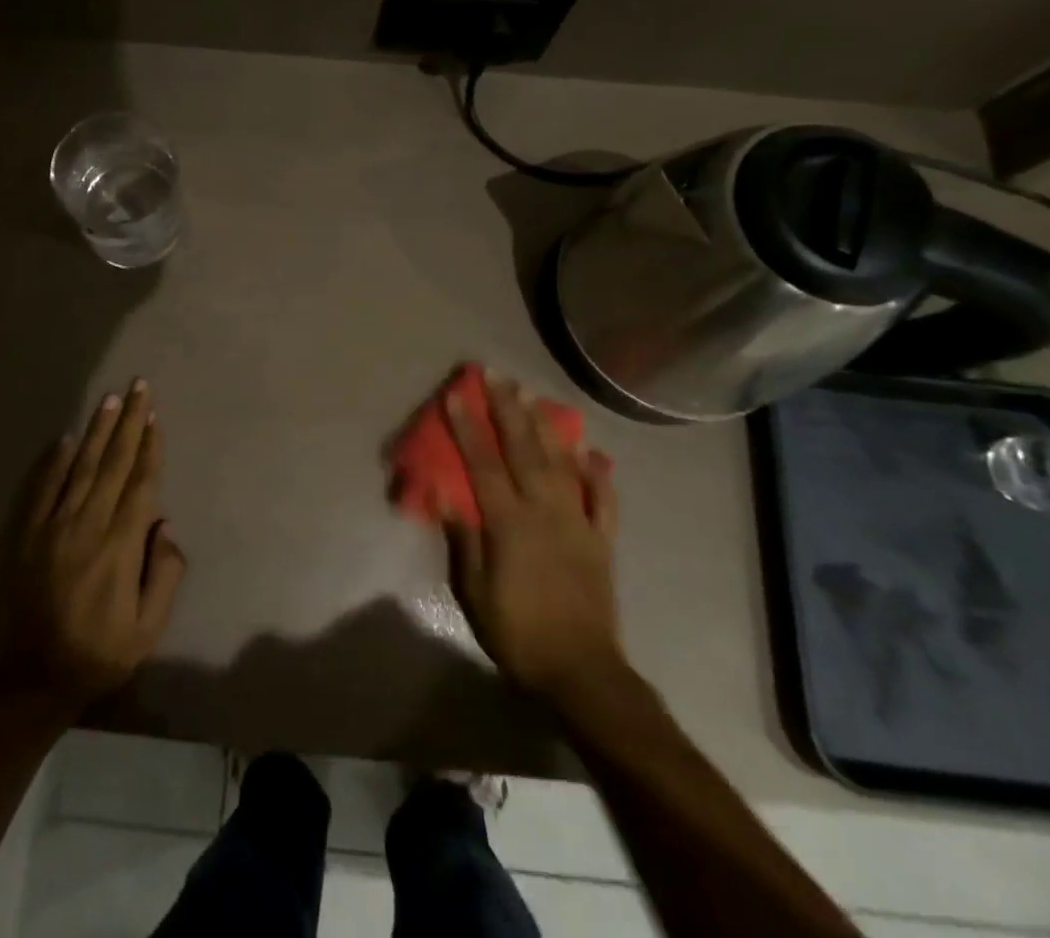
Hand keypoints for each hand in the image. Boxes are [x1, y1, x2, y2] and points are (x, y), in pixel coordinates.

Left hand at [0, 379, 186, 712]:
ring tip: (110, 399)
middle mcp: (88, 525)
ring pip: (81, 467)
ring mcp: (54, 527)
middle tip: (137, 387)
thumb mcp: (149, 628)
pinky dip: (56, 461)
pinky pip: (44, 488)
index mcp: (120, 546)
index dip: (149, 448)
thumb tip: (165, 526)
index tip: (155, 417)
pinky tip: (67, 438)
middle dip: (128, 423)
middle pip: (113, 463)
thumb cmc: (100, 652)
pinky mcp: (29, 535)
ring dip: (97, 431)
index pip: (140, 484)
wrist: (33, 678)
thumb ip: (165, 574)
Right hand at [444, 372, 623, 701]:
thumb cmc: (518, 634)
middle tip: (496, 376)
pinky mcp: (602, 541)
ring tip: (533, 396)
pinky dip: (599, 474)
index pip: (483, 464)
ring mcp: (578, 523)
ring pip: (562, 464)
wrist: (582, 673)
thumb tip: (446, 494)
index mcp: (510, 523)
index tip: (457, 395)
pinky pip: (603, 501)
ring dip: (547, 427)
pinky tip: (592, 453)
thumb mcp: (474, 593)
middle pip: (524, 451)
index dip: (468, 427)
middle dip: (507, 410)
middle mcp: (545, 512)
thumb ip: (464, 540)